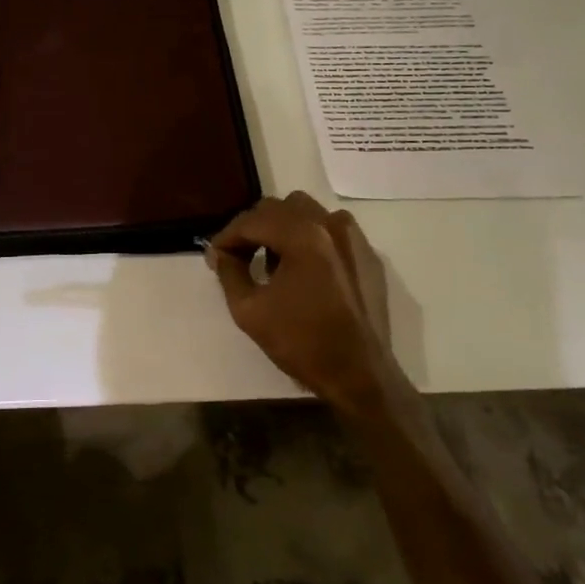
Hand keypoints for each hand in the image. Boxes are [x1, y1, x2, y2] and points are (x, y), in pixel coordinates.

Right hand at [207, 192, 400, 413]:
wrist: (360, 375)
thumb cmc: (302, 343)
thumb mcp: (249, 311)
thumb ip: (229, 273)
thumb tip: (220, 253)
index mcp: (302, 236)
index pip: (253, 220)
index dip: (228, 235)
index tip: (215, 255)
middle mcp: (331, 225)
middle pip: (280, 207)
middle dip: (254, 227)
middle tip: (239, 255)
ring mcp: (354, 238)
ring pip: (307, 212)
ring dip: (283, 227)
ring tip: (272, 260)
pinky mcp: (368, 255)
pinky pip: (332, 230)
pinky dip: (311, 238)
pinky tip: (304, 269)